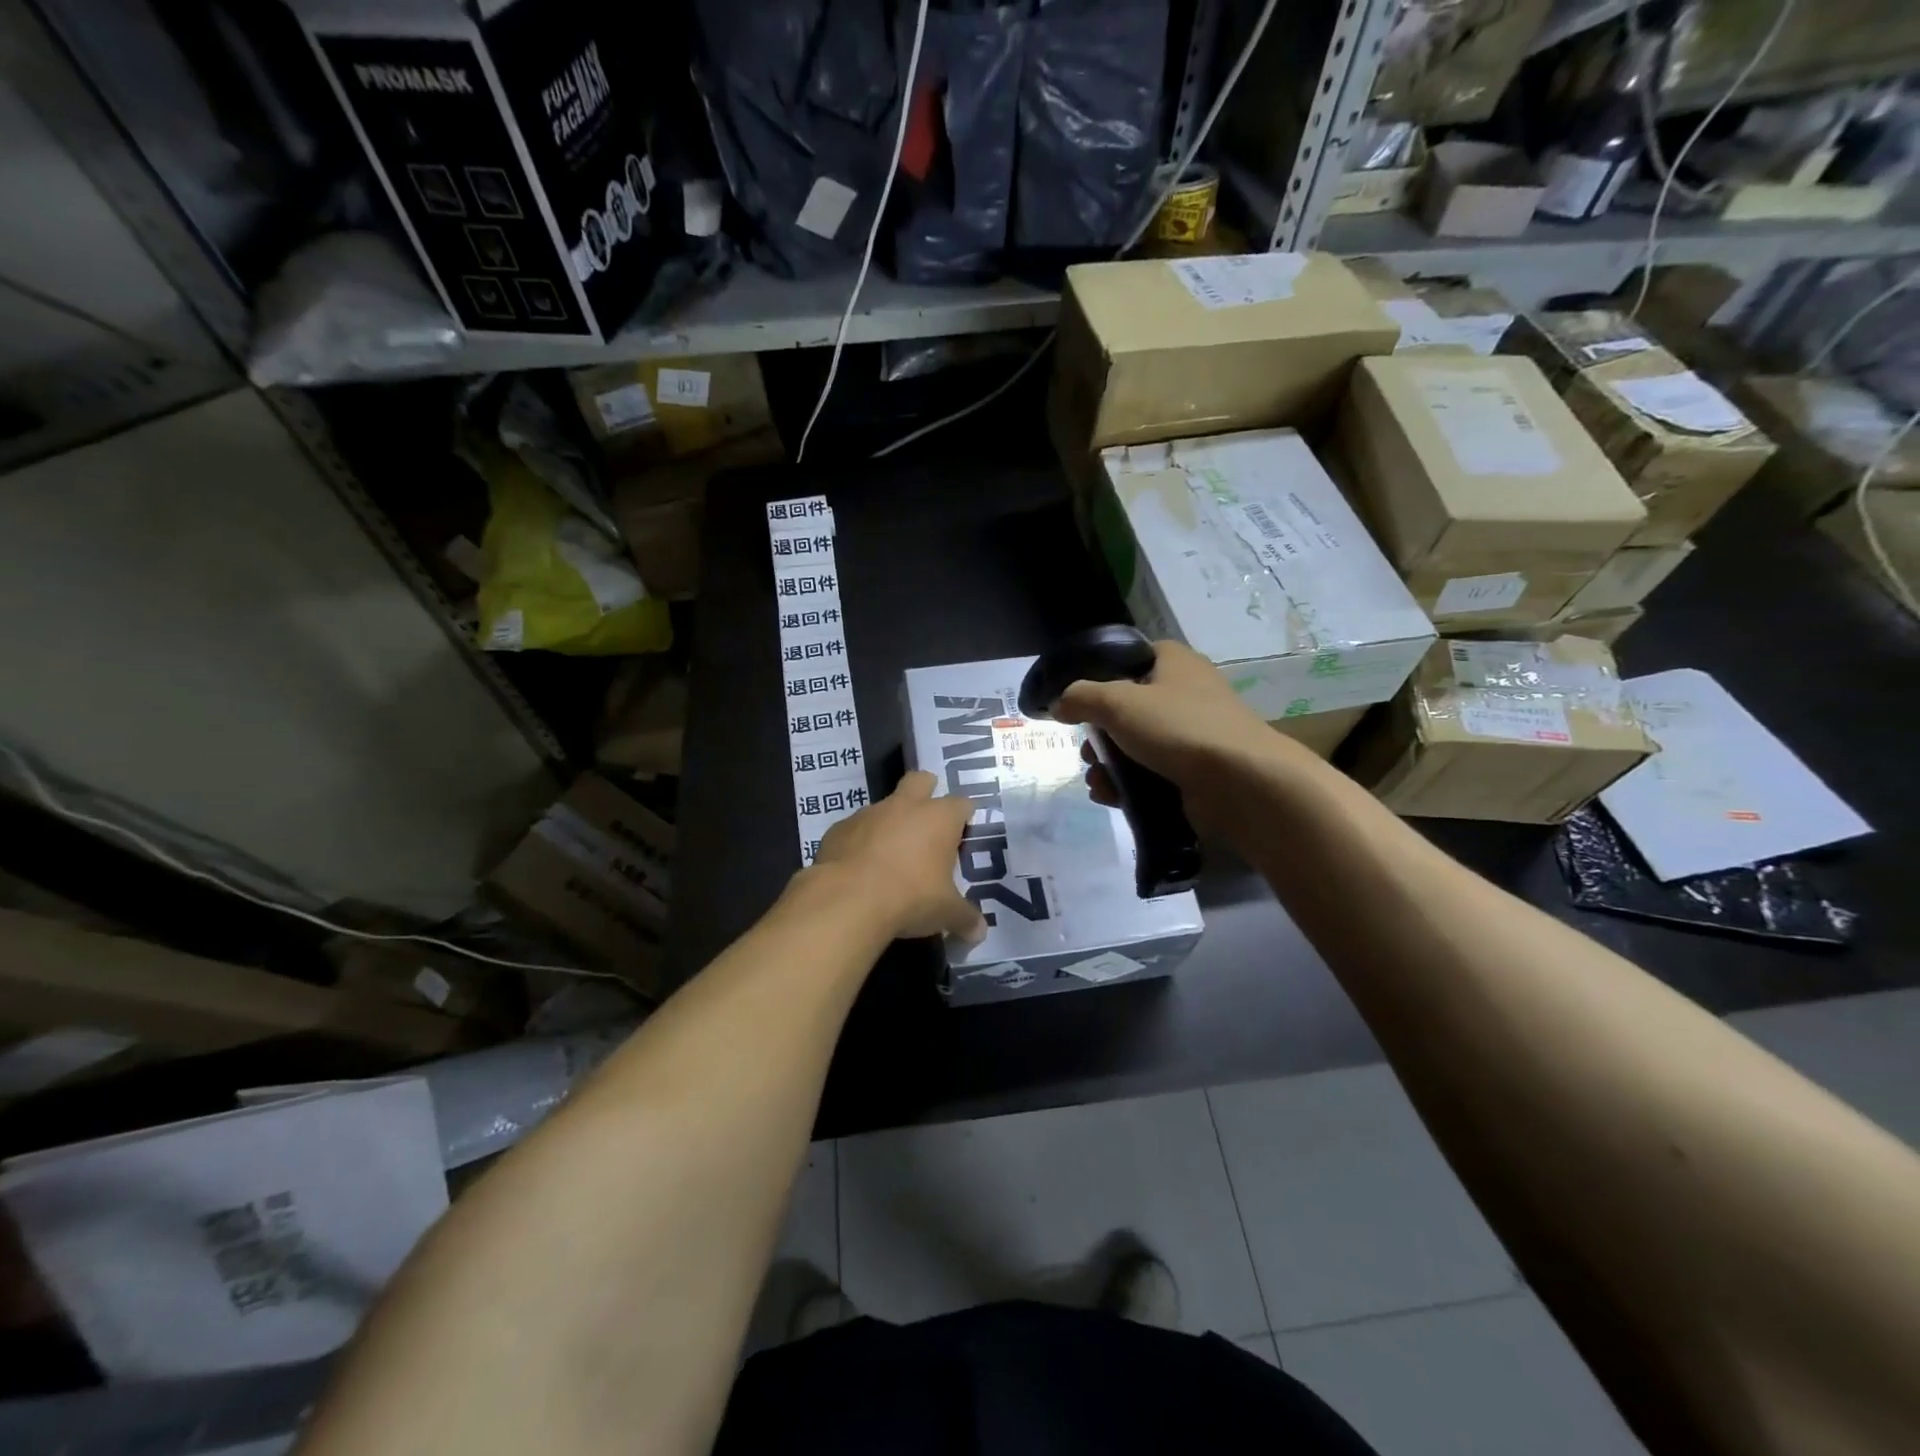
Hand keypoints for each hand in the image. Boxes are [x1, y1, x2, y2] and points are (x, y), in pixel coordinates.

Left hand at [808, 771, 986, 942]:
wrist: (848, 899)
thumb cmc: (911, 897)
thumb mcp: (946, 913)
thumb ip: (965, 918)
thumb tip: (979, 932)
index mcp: (939, 817)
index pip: (961, 804)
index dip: (963, 817)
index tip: (963, 836)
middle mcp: (905, 806)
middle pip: (921, 781)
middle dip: (926, 793)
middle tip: (928, 824)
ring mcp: (869, 813)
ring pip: (885, 806)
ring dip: (890, 823)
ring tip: (891, 857)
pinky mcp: (839, 828)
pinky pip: (855, 829)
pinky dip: (860, 843)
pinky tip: (860, 870)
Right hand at [1055, 641, 1293, 826]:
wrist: (1242, 784)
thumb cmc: (1179, 728)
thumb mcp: (1118, 702)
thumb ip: (1080, 697)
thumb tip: (1059, 704)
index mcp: (1175, 663)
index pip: (1132, 657)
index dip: (1102, 674)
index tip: (1078, 698)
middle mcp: (1186, 694)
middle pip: (1128, 708)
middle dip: (1099, 734)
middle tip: (1087, 751)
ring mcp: (1192, 736)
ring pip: (1136, 746)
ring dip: (1108, 765)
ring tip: (1098, 781)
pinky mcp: (1195, 773)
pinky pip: (1151, 775)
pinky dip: (1128, 786)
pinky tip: (1111, 798)